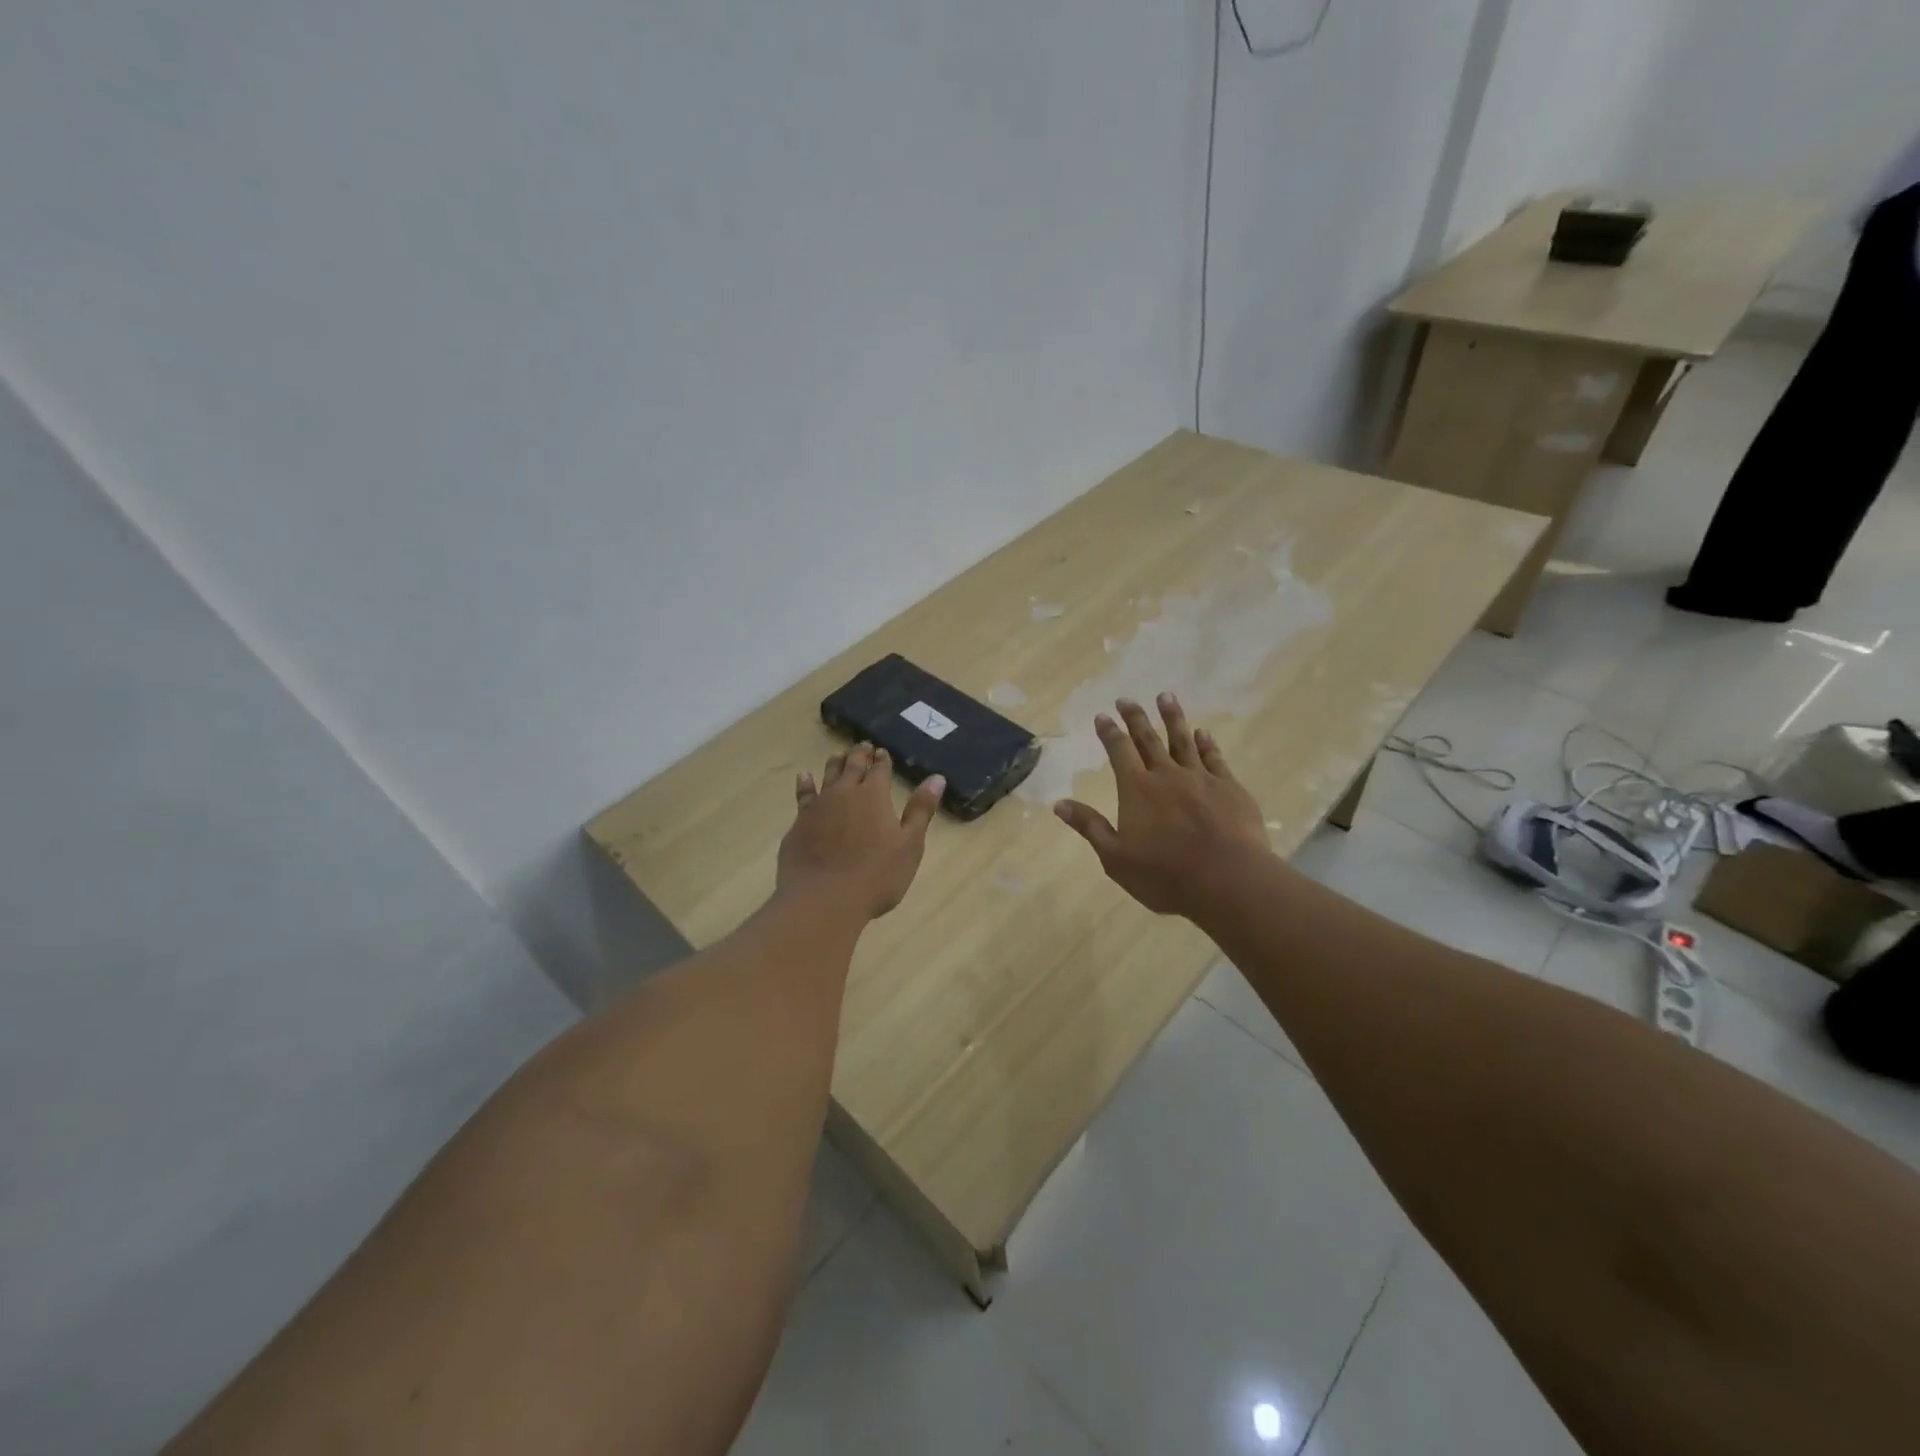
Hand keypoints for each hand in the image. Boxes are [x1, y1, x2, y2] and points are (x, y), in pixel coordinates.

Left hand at [777, 744, 944, 920]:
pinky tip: (804, 777)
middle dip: (859, 755)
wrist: (823, 899)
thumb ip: (921, 810)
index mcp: (874, 796)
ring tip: (838, 755)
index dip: (882, 760)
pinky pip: (803, 795)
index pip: (880, 770)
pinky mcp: (798, 824)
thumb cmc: (876, 876)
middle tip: (862, 746)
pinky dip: (805, 784)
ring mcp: (818, 807)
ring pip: (827, 776)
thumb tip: (937, 778)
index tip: (882, 752)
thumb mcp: (909, 845)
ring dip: (835, 764)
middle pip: (852, 767)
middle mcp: (844, 793)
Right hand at [1054, 694, 1272, 918]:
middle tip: (1126, 699)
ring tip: (1165, 696)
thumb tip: (1059, 803)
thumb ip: (1090, 826)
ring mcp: (1201, 778)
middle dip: (1135, 717)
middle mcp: (1167, 775)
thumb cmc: (1165, 875)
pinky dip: (1207, 743)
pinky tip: (1203, 733)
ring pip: (1183, 740)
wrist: (1228, 880)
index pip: (1119, 751)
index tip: (1102, 715)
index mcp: (1137, 789)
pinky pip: (1214, 758)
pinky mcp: (1230, 788)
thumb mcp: (1115, 858)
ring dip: (1172, 717)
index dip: (1109, 732)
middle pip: (1148, 738)